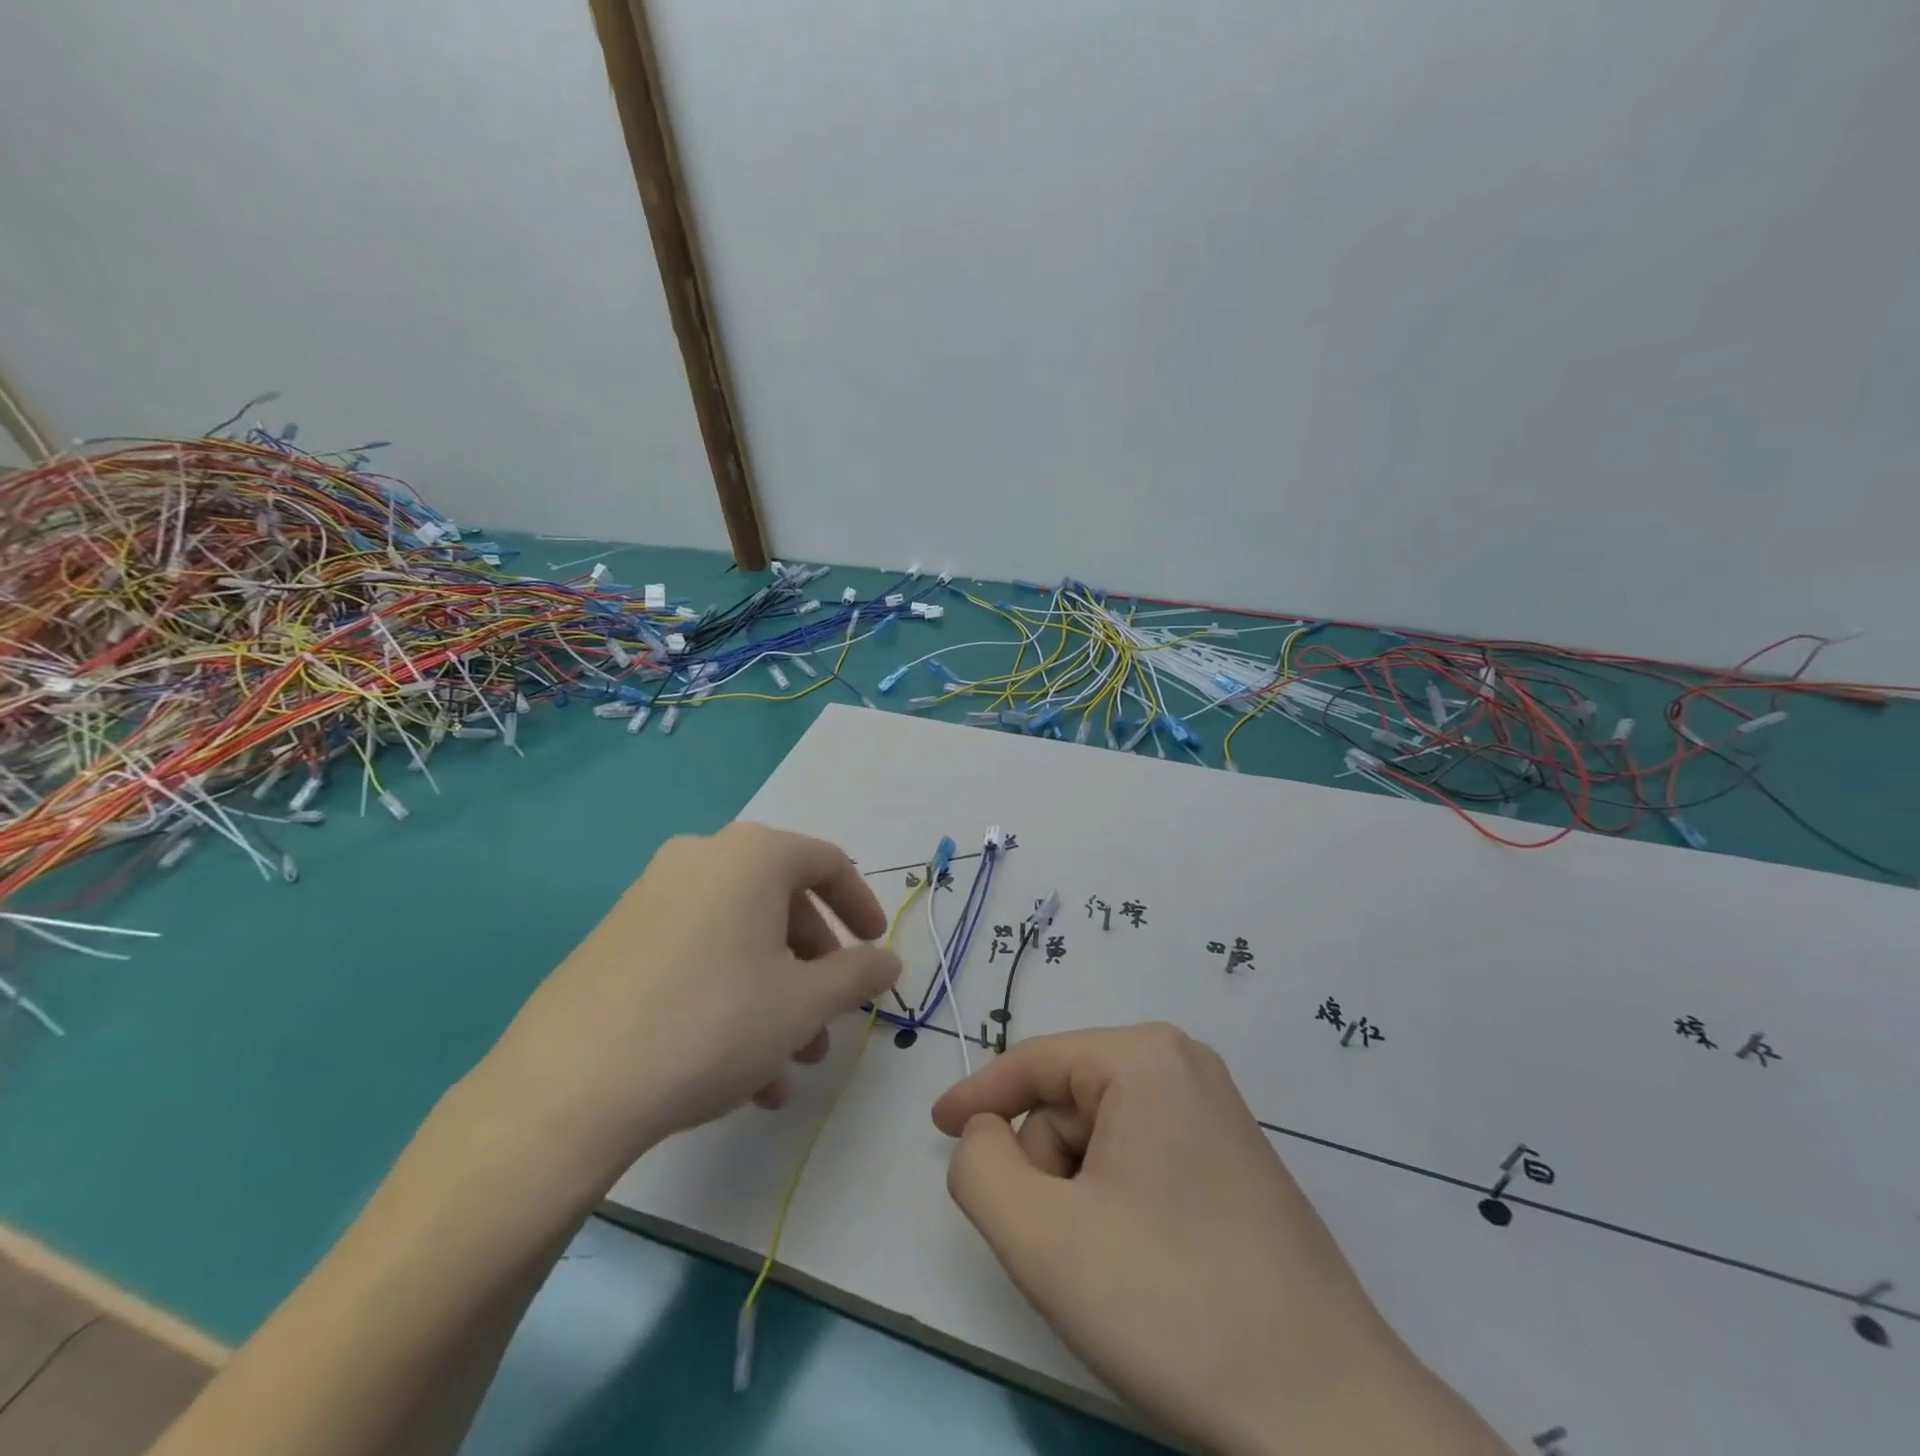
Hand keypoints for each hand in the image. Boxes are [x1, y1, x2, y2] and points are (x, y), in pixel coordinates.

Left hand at [479, 823, 901, 1184]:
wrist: (567, 1087)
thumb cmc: (712, 1023)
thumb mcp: (804, 1002)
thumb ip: (858, 974)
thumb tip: (889, 960)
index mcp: (751, 855)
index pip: (828, 862)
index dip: (862, 906)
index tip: (876, 950)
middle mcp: (701, 859)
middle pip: (781, 903)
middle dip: (815, 966)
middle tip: (829, 1019)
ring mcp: (652, 897)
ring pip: (739, 938)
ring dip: (775, 994)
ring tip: (788, 1065)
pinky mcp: (617, 939)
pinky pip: (696, 956)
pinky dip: (730, 997)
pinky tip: (739, 1073)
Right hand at [933, 1024, 1508, 1455]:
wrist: (1331, 1417)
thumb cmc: (1173, 1306)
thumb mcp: (1042, 1238)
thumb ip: (979, 1168)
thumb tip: (982, 1133)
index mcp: (1144, 1057)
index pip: (1034, 1062)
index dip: (977, 1095)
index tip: (936, 1128)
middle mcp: (1183, 1065)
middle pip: (1069, 1102)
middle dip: (1044, 1169)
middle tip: (1060, 1248)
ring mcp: (1216, 1112)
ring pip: (1103, 1136)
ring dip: (1079, 1194)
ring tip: (1107, 1268)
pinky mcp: (1234, 1160)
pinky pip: (1142, 1158)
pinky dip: (1116, 1203)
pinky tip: (1144, 1267)